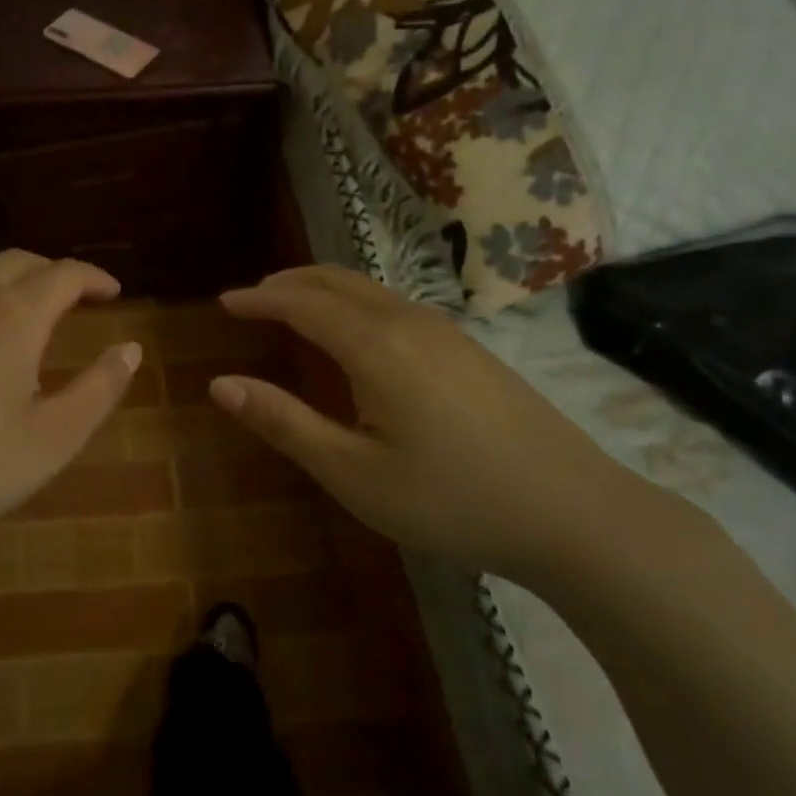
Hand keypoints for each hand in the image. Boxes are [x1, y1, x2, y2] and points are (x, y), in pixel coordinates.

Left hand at [0, 251, 141, 566]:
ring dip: (8, 288)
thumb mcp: (55, 437)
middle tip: (74, 298)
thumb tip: (130, 348)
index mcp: (13, 317)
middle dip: (52, 272)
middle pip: (17, 262)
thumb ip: (100, 388)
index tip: (112, 293)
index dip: (94, 278)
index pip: (63, 275)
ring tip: (23, 322)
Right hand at [208, 266, 638, 580]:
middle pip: (336, 282)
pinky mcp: (471, 349)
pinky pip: (395, 304)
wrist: (576, 514)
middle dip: (288, 283)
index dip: (259, 299)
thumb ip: (284, 423)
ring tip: (293, 305)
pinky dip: (355, 302)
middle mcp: (409, 323)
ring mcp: (447, 332)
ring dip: (323, 289)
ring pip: (370, 290)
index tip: (224, 301)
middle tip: (252, 296)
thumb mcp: (353, 473)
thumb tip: (220, 384)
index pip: (301, 304)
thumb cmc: (451, 500)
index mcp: (375, 346)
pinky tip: (357, 332)